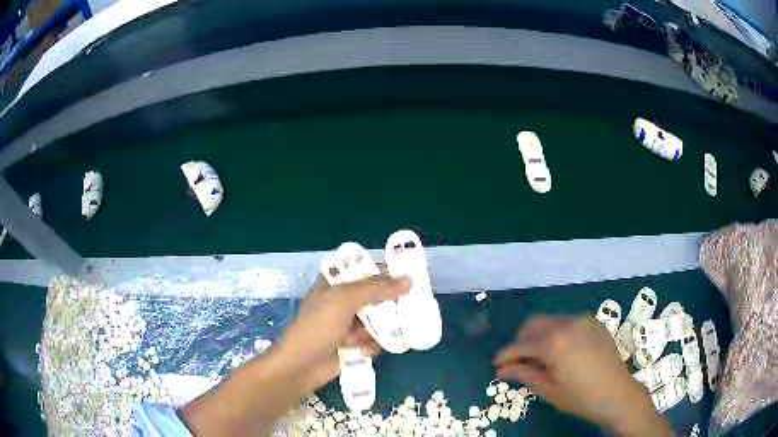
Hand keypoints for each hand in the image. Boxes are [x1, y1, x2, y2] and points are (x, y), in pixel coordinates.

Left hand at [274, 272, 411, 392]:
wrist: (302, 367)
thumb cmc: (318, 328)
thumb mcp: (344, 301)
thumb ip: (375, 288)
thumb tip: (408, 279)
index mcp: (335, 284)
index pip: (365, 270)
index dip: (387, 272)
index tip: (410, 277)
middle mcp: (342, 302)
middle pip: (375, 296)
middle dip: (390, 304)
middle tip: (409, 306)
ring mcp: (347, 324)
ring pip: (377, 320)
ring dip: (379, 329)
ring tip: (376, 334)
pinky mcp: (352, 344)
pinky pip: (373, 339)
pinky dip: (372, 344)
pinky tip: (364, 350)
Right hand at [493, 315, 671, 436]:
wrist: (616, 393)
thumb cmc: (580, 397)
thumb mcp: (548, 389)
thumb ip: (524, 375)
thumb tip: (501, 371)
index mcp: (554, 342)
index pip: (520, 345)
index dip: (505, 355)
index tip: (496, 365)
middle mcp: (566, 324)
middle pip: (532, 325)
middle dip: (520, 342)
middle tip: (517, 362)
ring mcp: (582, 320)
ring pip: (550, 321)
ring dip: (538, 336)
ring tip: (539, 357)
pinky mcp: (592, 322)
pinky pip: (567, 322)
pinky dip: (556, 333)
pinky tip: (560, 351)